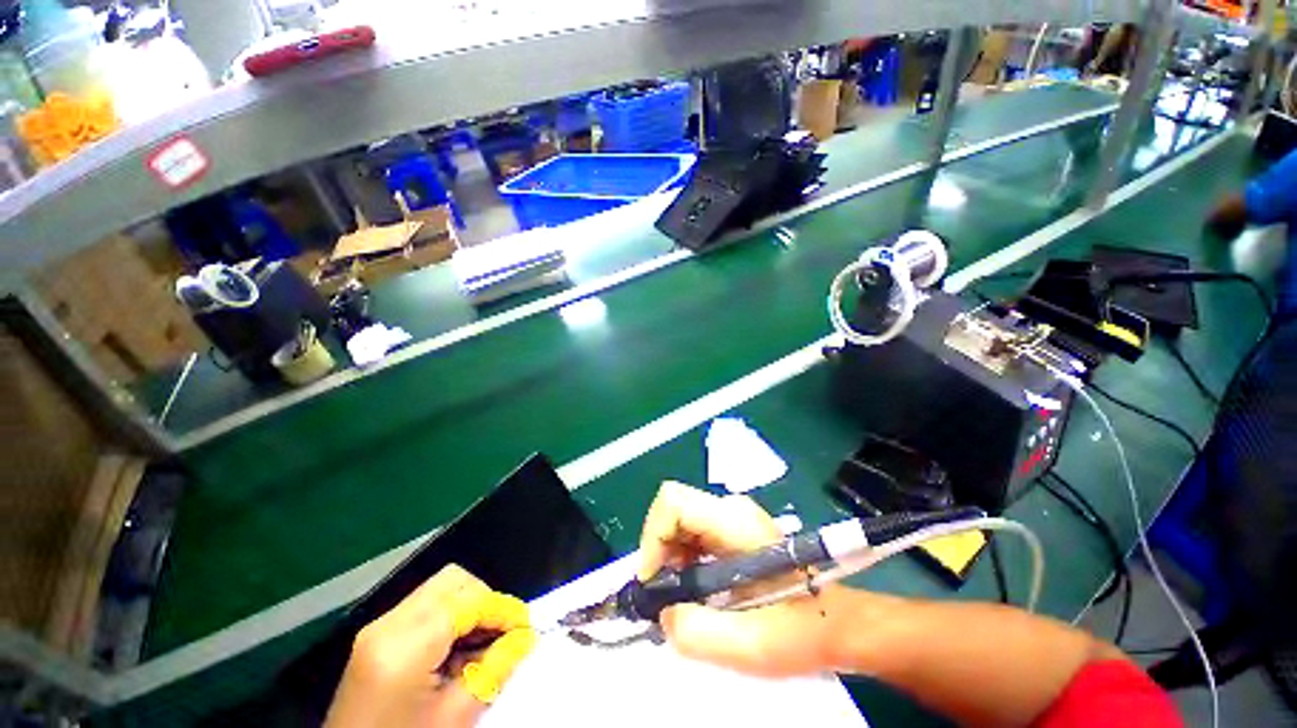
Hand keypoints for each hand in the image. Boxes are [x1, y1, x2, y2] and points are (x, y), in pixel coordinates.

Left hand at [325, 565, 533, 727]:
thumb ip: (494, 669)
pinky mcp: (376, 637)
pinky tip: (458, 649)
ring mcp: (377, 628)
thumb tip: (526, 636)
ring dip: (470, 606)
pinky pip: (425, 607)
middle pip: (453, 580)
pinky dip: (451, 617)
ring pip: (440, 588)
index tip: (526, 627)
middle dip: (486, 599)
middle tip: (502, 632)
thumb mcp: (455, 718)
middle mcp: (387, 625)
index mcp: (403, 647)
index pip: (468, 601)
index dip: (504, 609)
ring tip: (482, 643)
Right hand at [639, 481, 846, 676]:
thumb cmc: (801, 629)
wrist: (835, 621)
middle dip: (660, 551)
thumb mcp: (750, 645)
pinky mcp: (731, 528)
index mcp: (735, 521)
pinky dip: (681, 559)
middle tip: (668, 595)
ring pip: (678, 521)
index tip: (655, 581)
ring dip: (669, 558)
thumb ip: (696, 632)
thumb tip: (663, 612)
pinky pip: (690, 532)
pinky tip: (696, 589)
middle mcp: (730, 509)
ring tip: (683, 597)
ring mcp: (731, 516)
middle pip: (672, 510)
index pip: (673, 502)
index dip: (653, 537)